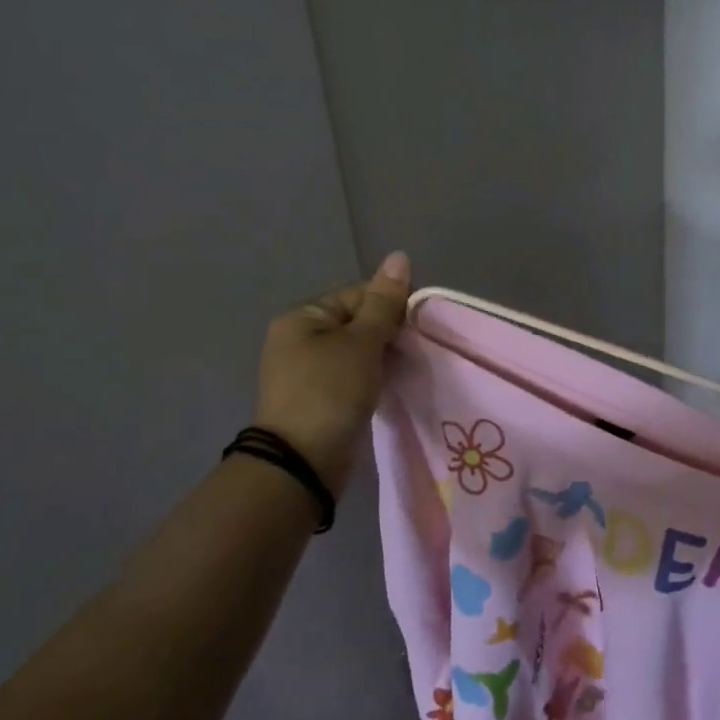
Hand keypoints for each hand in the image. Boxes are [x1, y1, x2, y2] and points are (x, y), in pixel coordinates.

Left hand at [254, 251, 411, 492]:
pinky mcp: (319, 400)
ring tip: (411, 368)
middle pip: (357, 323)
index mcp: (303, 317)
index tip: (419, 325)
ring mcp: (307, 372)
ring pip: (358, 353)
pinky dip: (373, 379)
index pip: (357, 295)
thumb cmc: (330, 391)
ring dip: (384, 358)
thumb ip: (384, 302)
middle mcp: (299, 340)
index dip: (391, 305)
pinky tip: (393, 386)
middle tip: (418, 349)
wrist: (302, 463)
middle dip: (389, 334)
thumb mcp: (362, 342)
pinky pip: (353, 378)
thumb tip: (399, 255)